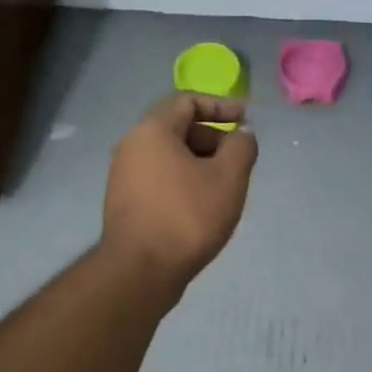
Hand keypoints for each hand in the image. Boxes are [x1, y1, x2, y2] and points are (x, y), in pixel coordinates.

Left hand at [103, 94, 257, 293]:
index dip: (221, 105)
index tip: (246, 119)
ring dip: (201, 163)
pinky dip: (185, 181)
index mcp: (152, 130)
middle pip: (177, 128)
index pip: (187, 101)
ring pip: (170, 157)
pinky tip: (204, 206)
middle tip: (240, 159)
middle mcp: (131, 146)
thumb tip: (242, 134)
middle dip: (213, 138)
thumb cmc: (188, 216)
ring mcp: (124, 176)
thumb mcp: (228, 177)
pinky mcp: (126, 203)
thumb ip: (242, 147)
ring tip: (226, 186)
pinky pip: (161, 179)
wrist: (140, 270)